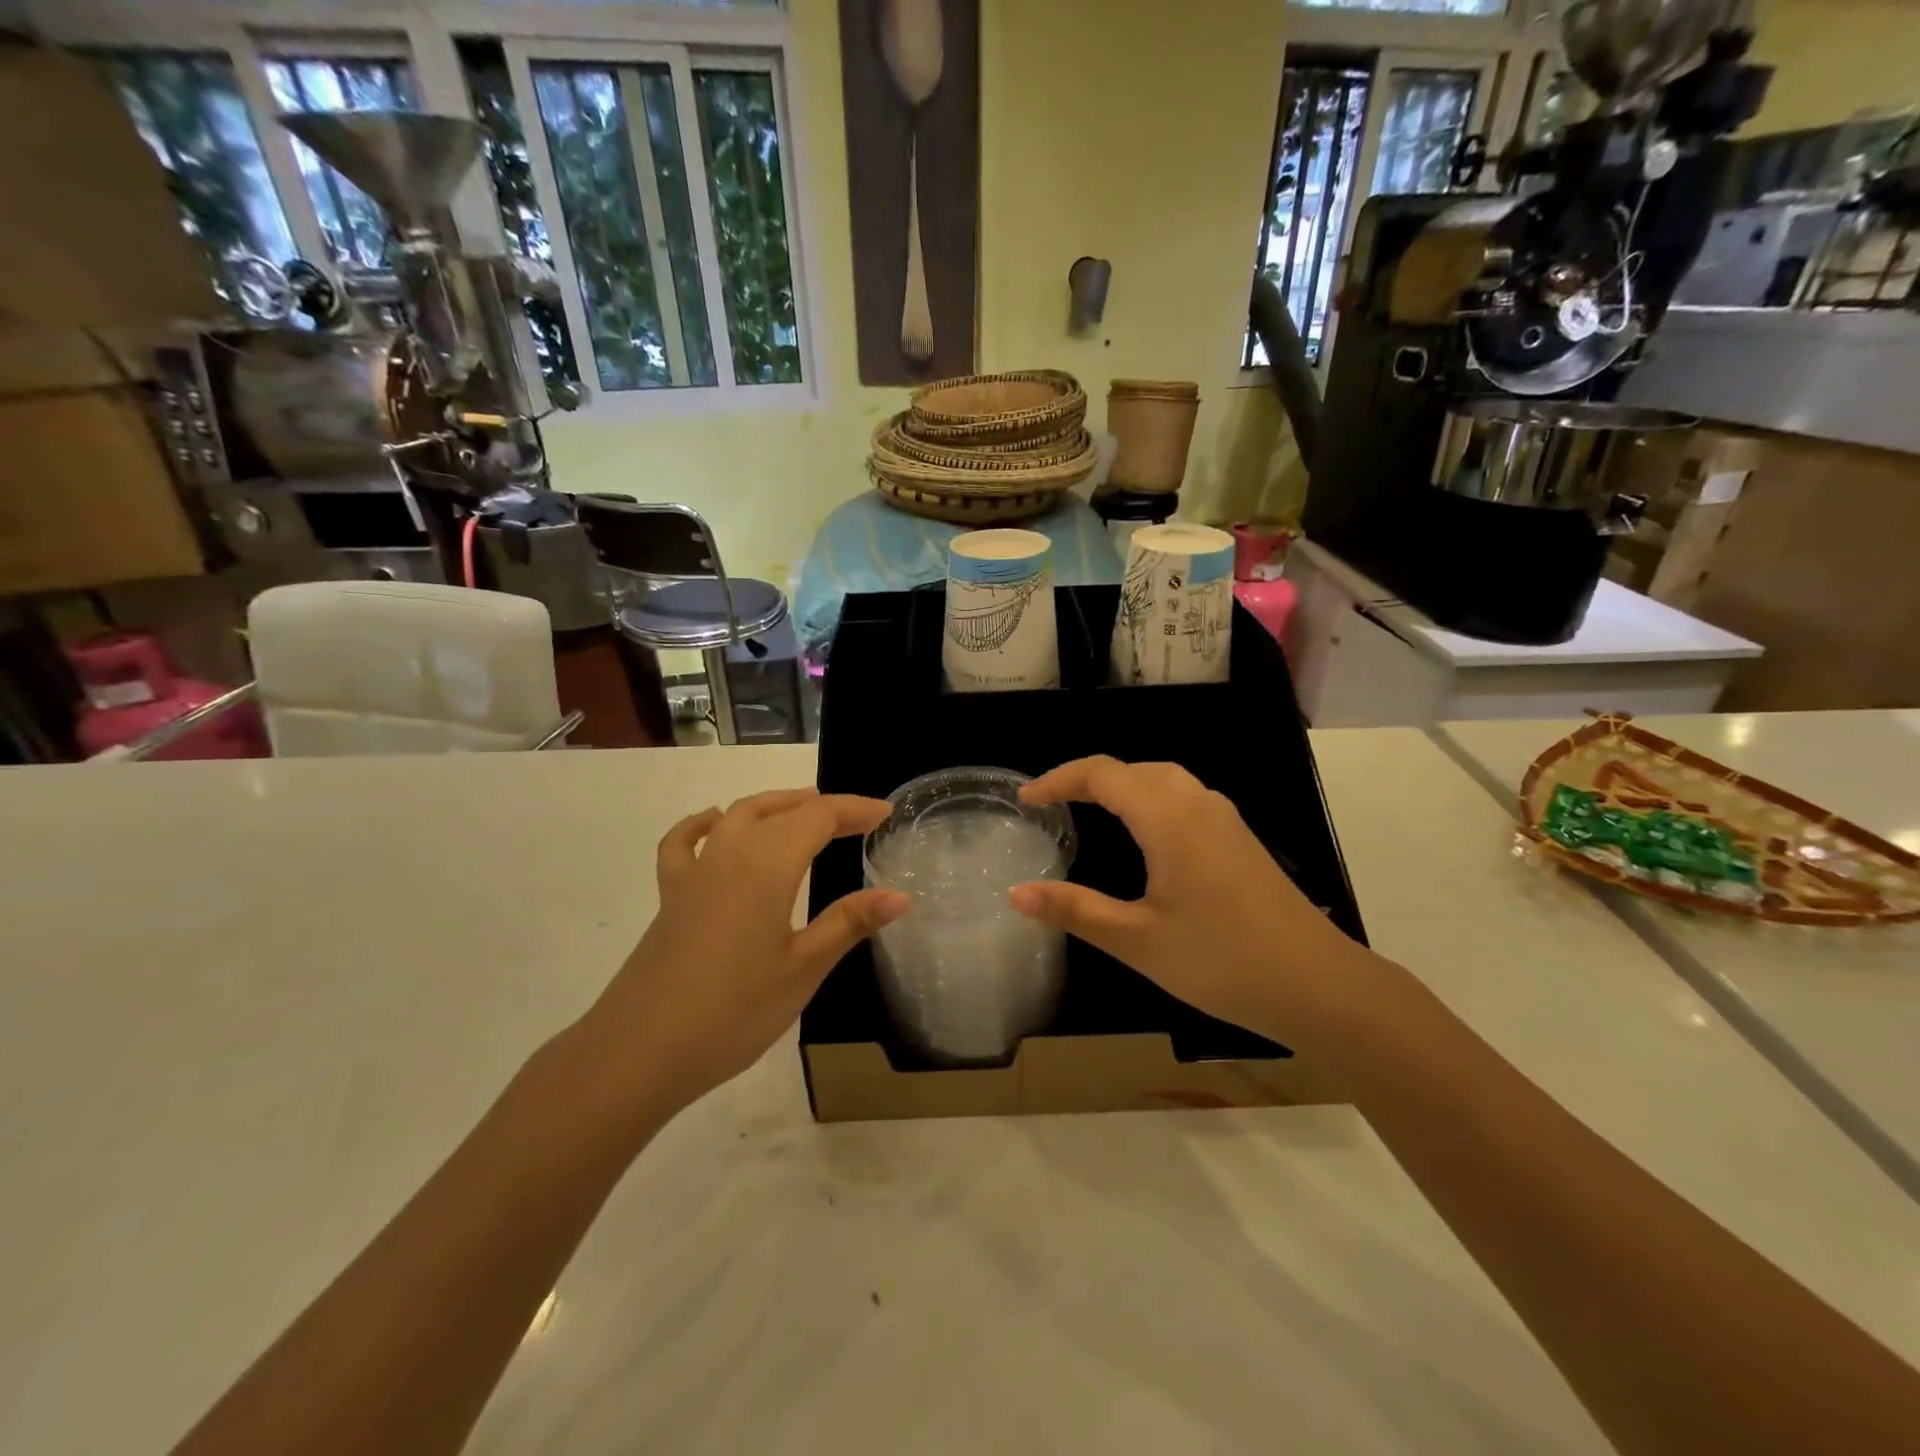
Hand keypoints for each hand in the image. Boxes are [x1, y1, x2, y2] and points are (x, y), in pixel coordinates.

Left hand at [574, 789, 907, 1119]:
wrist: (640, 1052)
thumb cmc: (733, 1013)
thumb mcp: (802, 969)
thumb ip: (849, 923)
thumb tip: (900, 896)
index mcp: (767, 866)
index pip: (818, 817)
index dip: (854, 810)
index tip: (886, 814)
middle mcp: (730, 854)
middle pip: (781, 810)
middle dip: (823, 807)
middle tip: (858, 819)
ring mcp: (694, 872)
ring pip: (738, 814)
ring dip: (776, 805)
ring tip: (805, 810)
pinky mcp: (670, 895)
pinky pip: (685, 841)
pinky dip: (704, 823)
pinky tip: (715, 823)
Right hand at [1009, 757, 1384, 1049]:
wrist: (1320, 985)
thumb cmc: (1222, 960)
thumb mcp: (1137, 940)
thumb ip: (1075, 910)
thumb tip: (1015, 893)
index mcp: (1168, 819)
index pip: (1103, 774)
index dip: (1059, 780)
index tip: (1026, 801)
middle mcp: (1198, 804)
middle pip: (1134, 769)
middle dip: (1087, 779)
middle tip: (1053, 805)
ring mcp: (1226, 820)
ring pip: (1164, 780)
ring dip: (1122, 786)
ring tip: (1090, 812)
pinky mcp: (1241, 840)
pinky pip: (1185, 799)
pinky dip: (1150, 800)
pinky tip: (1146, 837)